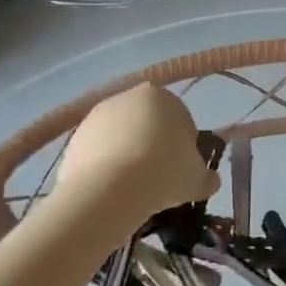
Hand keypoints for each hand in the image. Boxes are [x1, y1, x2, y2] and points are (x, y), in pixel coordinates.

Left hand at [56, 84, 219, 217]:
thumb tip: (210, 181)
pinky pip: (98, 152)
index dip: (184, 148)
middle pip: (148, 125)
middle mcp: (129, 97)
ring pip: (121, 138)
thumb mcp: (198, 180)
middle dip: (153, 147)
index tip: (181, 172)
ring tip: (132, 188)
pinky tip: (110, 189)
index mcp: (164, 97)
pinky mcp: (74, 136)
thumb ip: (208, 177)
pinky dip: (104, 166)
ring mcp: (98, 115)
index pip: (181, 121)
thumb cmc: (164, 173)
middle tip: (158, 180)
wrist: (110, 189)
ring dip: (127, 156)